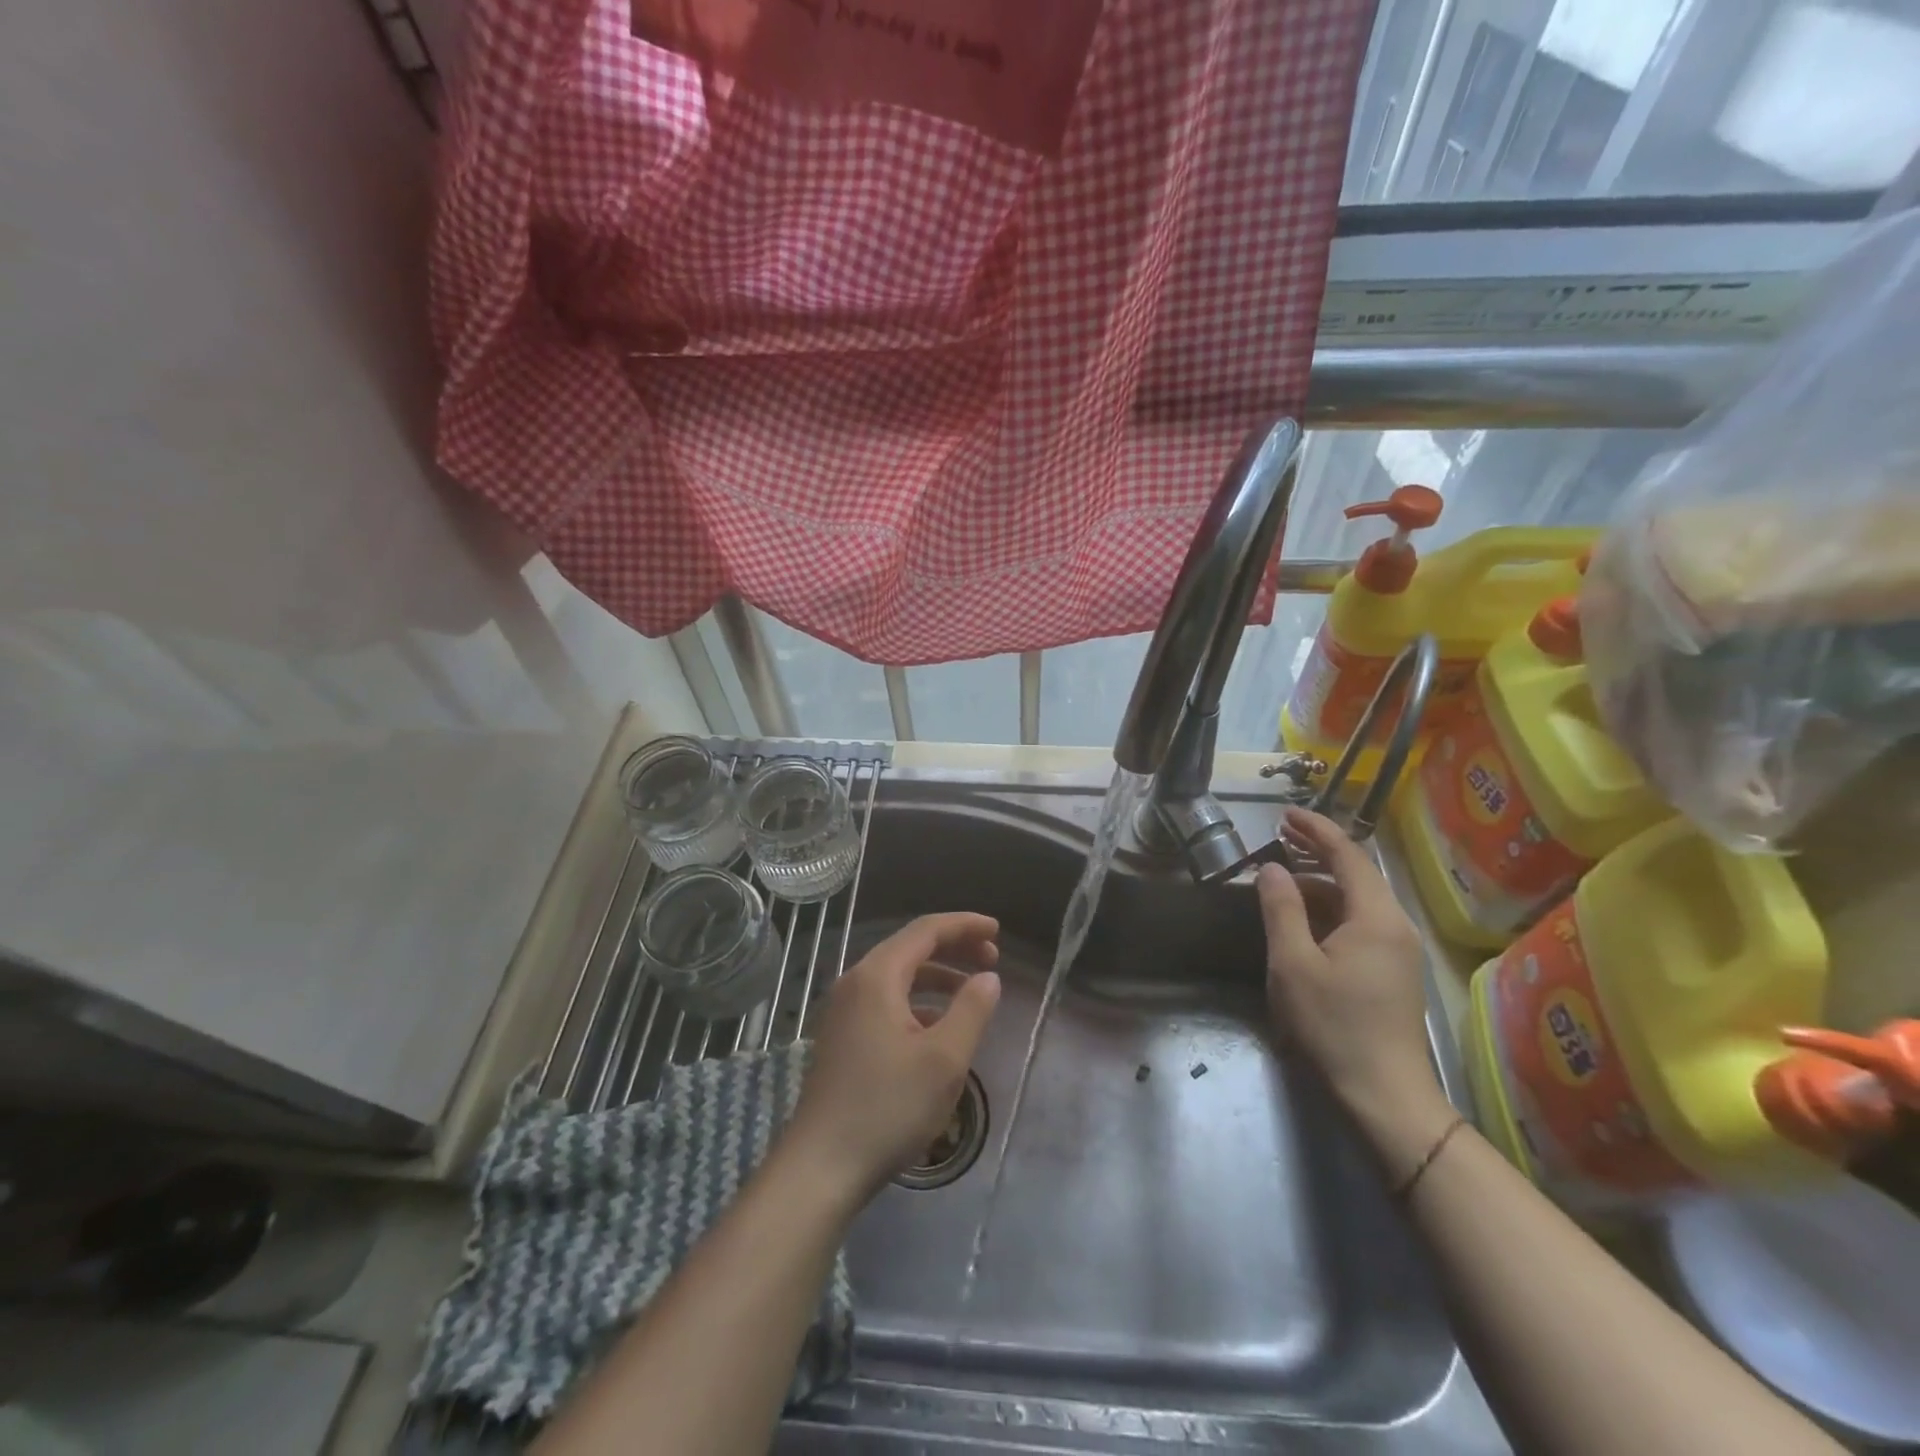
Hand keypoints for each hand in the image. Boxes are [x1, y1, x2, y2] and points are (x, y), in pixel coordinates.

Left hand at [784, 913, 1002, 1201]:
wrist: (821, 1166)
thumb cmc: (888, 1107)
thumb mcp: (944, 1059)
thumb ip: (971, 1010)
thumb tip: (988, 977)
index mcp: (877, 976)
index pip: (926, 930)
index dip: (964, 925)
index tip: (997, 930)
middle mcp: (855, 982)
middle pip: (910, 947)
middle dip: (953, 947)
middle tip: (991, 958)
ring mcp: (843, 1010)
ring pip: (897, 975)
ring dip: (936, 975)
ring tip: (971, 991)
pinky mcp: (841, 1035)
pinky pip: (885, 999)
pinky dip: (917, 999)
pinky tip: (937, 1025)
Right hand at [1257, 809, 1451, 1175]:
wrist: (1384, 1096)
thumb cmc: (1333, 1025)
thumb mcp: (1293, 964)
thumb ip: (1282, 909)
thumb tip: (1272, 869)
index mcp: (1375, 917)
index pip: (1348, 856)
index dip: (1316, 830)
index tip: (1284, 814)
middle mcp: (1394, 926)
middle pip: (1357, 874)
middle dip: (1319, 851)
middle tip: (1281, 835)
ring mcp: (1398, 951)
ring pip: (1358, 900)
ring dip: (1322, 881)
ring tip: (1284, 874)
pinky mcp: (1393, 973)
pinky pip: (1361, 923)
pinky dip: (1331, 908)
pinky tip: (1304, 918)